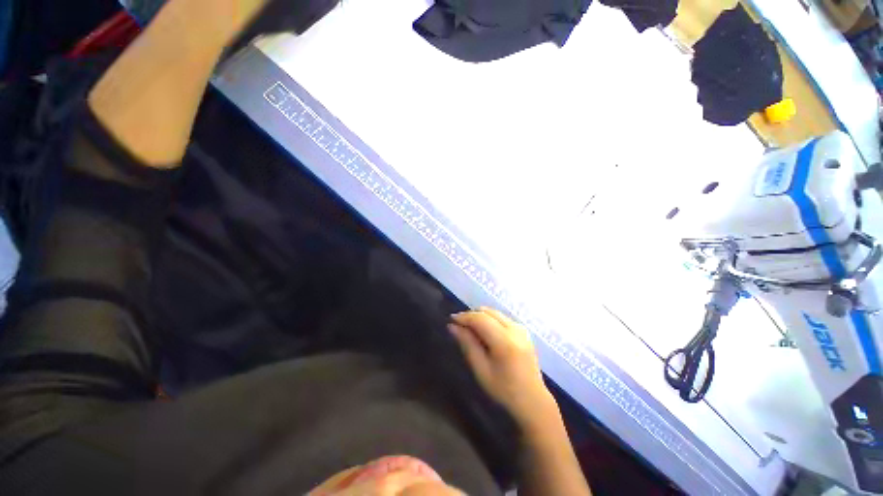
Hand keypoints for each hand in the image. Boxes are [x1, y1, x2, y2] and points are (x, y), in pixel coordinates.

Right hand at [448, 307, 556, 430]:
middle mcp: (515, 329)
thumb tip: (452, 326)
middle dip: (471, 315)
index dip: (464, 317)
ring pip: (495, 312)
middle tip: (459, 325)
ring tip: (469, 328)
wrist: (533, 400)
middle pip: (488, 312)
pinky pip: (502, 317)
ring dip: (480, 316)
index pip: (480, 319)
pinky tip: (484, 331)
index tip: (451, 320)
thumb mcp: (481, 369)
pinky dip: (490, 319)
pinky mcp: (524, 330)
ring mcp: (521, 328)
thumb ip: (467, 344)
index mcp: (505, 341)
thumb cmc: (504, 390)